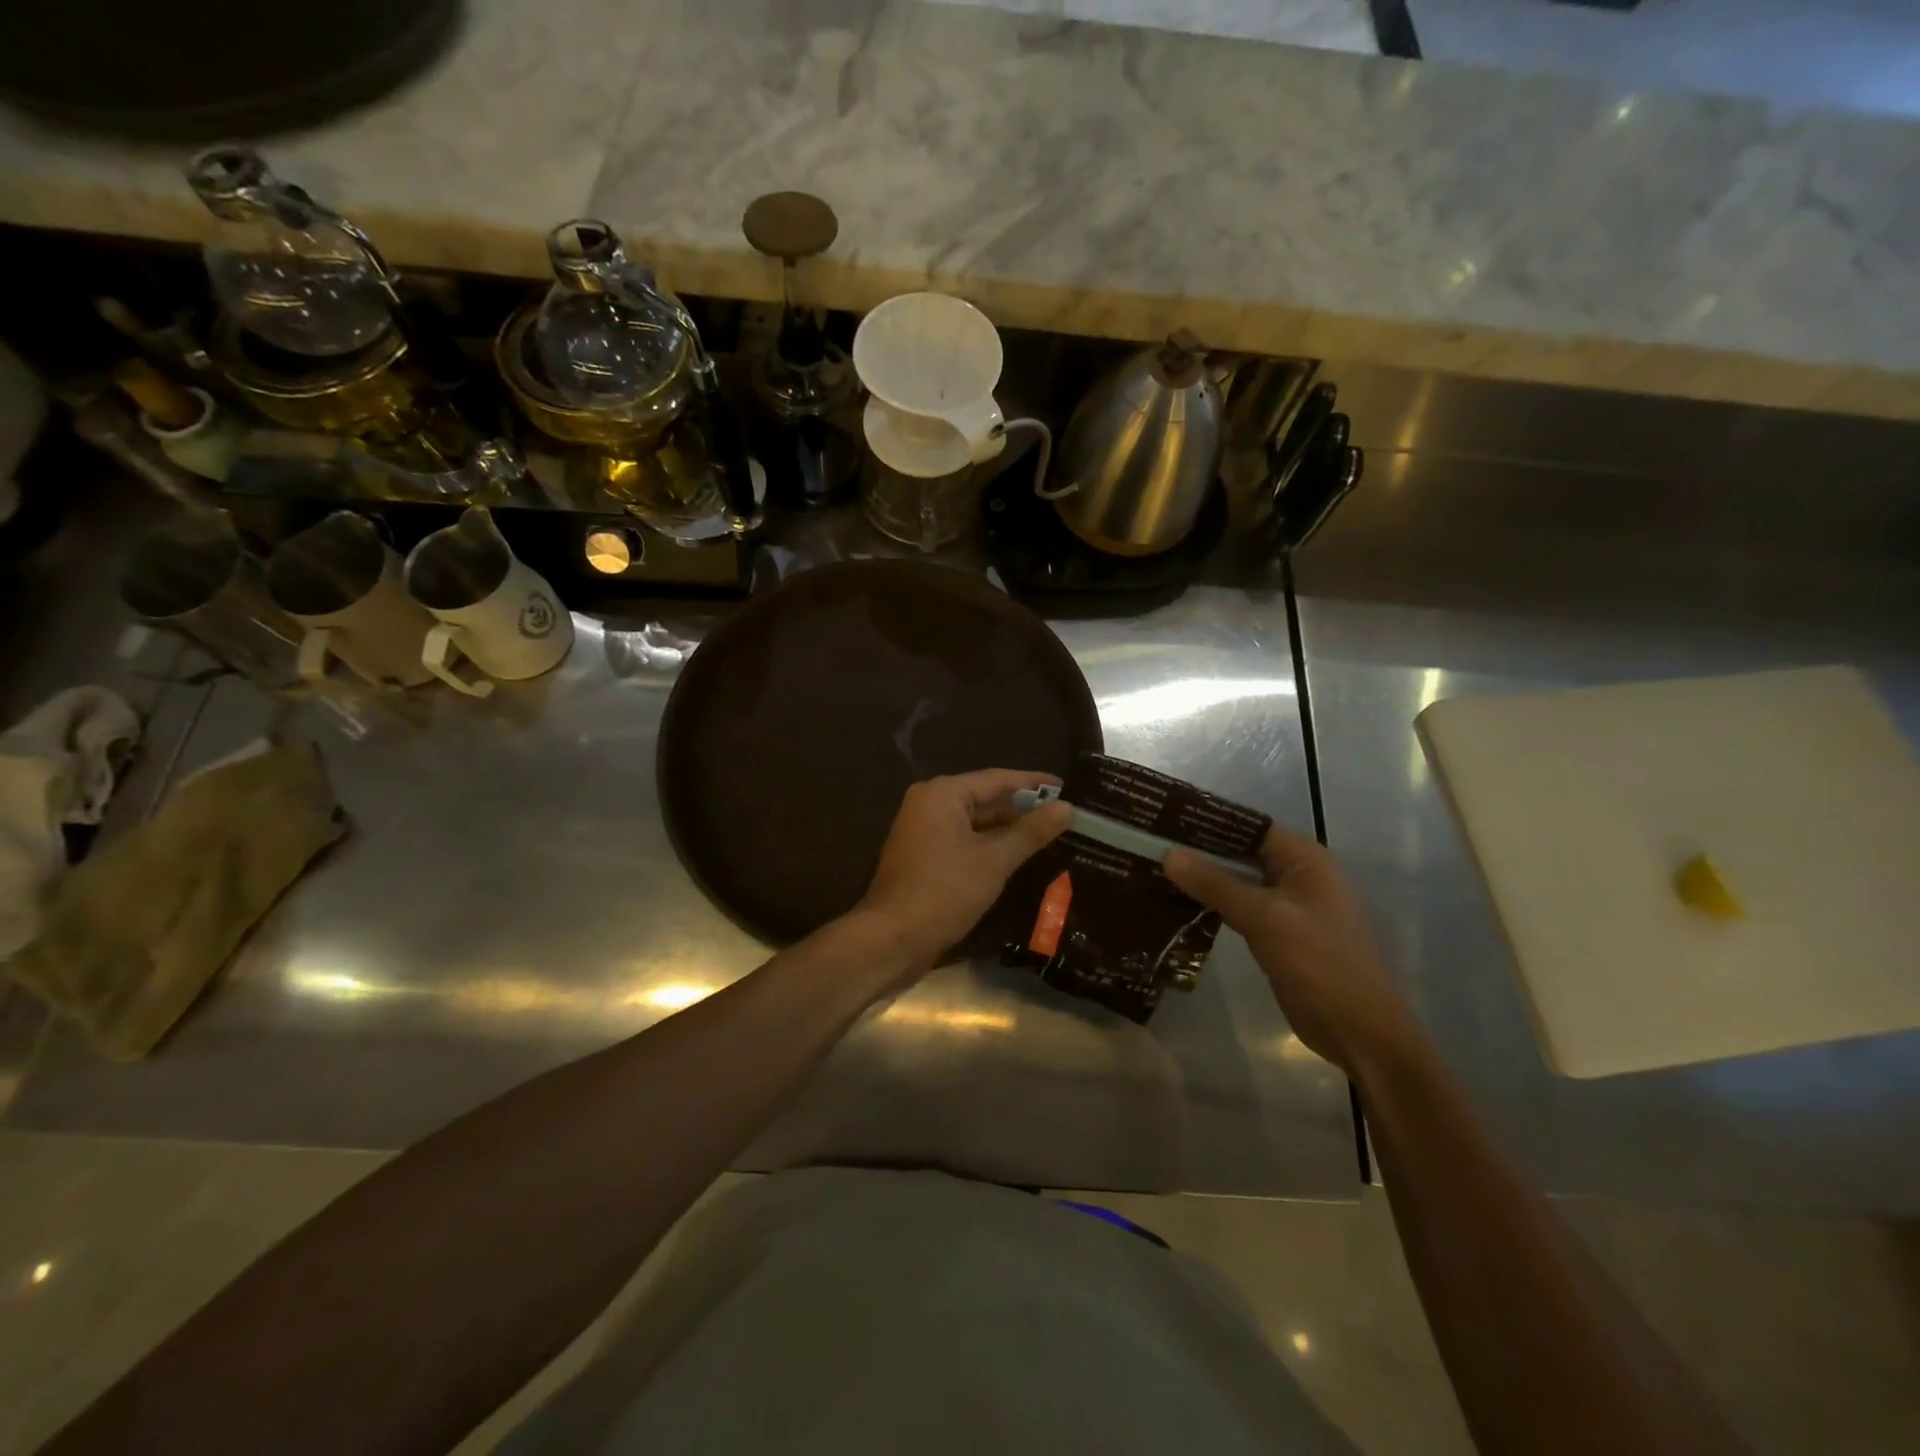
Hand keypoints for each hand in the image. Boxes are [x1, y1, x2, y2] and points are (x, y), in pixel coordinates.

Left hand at [857, 769, 1073, 967]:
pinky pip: (964, 840)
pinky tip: (1018, 856)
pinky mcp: (923, 856)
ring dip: (1008, 829)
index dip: (1034, 784)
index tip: (1067, 788)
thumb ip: (1031, 832)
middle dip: (1023, 809)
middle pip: (985, 798)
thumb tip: (1067, 808)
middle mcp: (929, 803)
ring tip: (1050, 834)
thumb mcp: (994, 860)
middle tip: (1064, 815)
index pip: (998, 779)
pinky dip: (989, 845)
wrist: (891, 939)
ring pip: (975, 822)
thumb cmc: (944, 892)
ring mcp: (923, 830)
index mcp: (943, 793)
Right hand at [1164, 825, 1417, 1073]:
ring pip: (1235, 880)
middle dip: (1197, 849)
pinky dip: (1210, 903)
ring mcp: (1286, 905)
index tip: (1161, 817)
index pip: (1247, 825)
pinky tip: (1174, 902)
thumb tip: (1168, 853)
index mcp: (1304, 858)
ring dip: (1200, 877)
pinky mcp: (1275, 933)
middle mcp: (1295, 874)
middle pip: (1239, 851)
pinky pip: (1237, 907)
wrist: (1359, 1032)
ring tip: (1150, 868)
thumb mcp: (1267, 919)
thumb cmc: (1321, 964)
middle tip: (1147, 843)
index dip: (1206, 820)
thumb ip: (1216, 884)